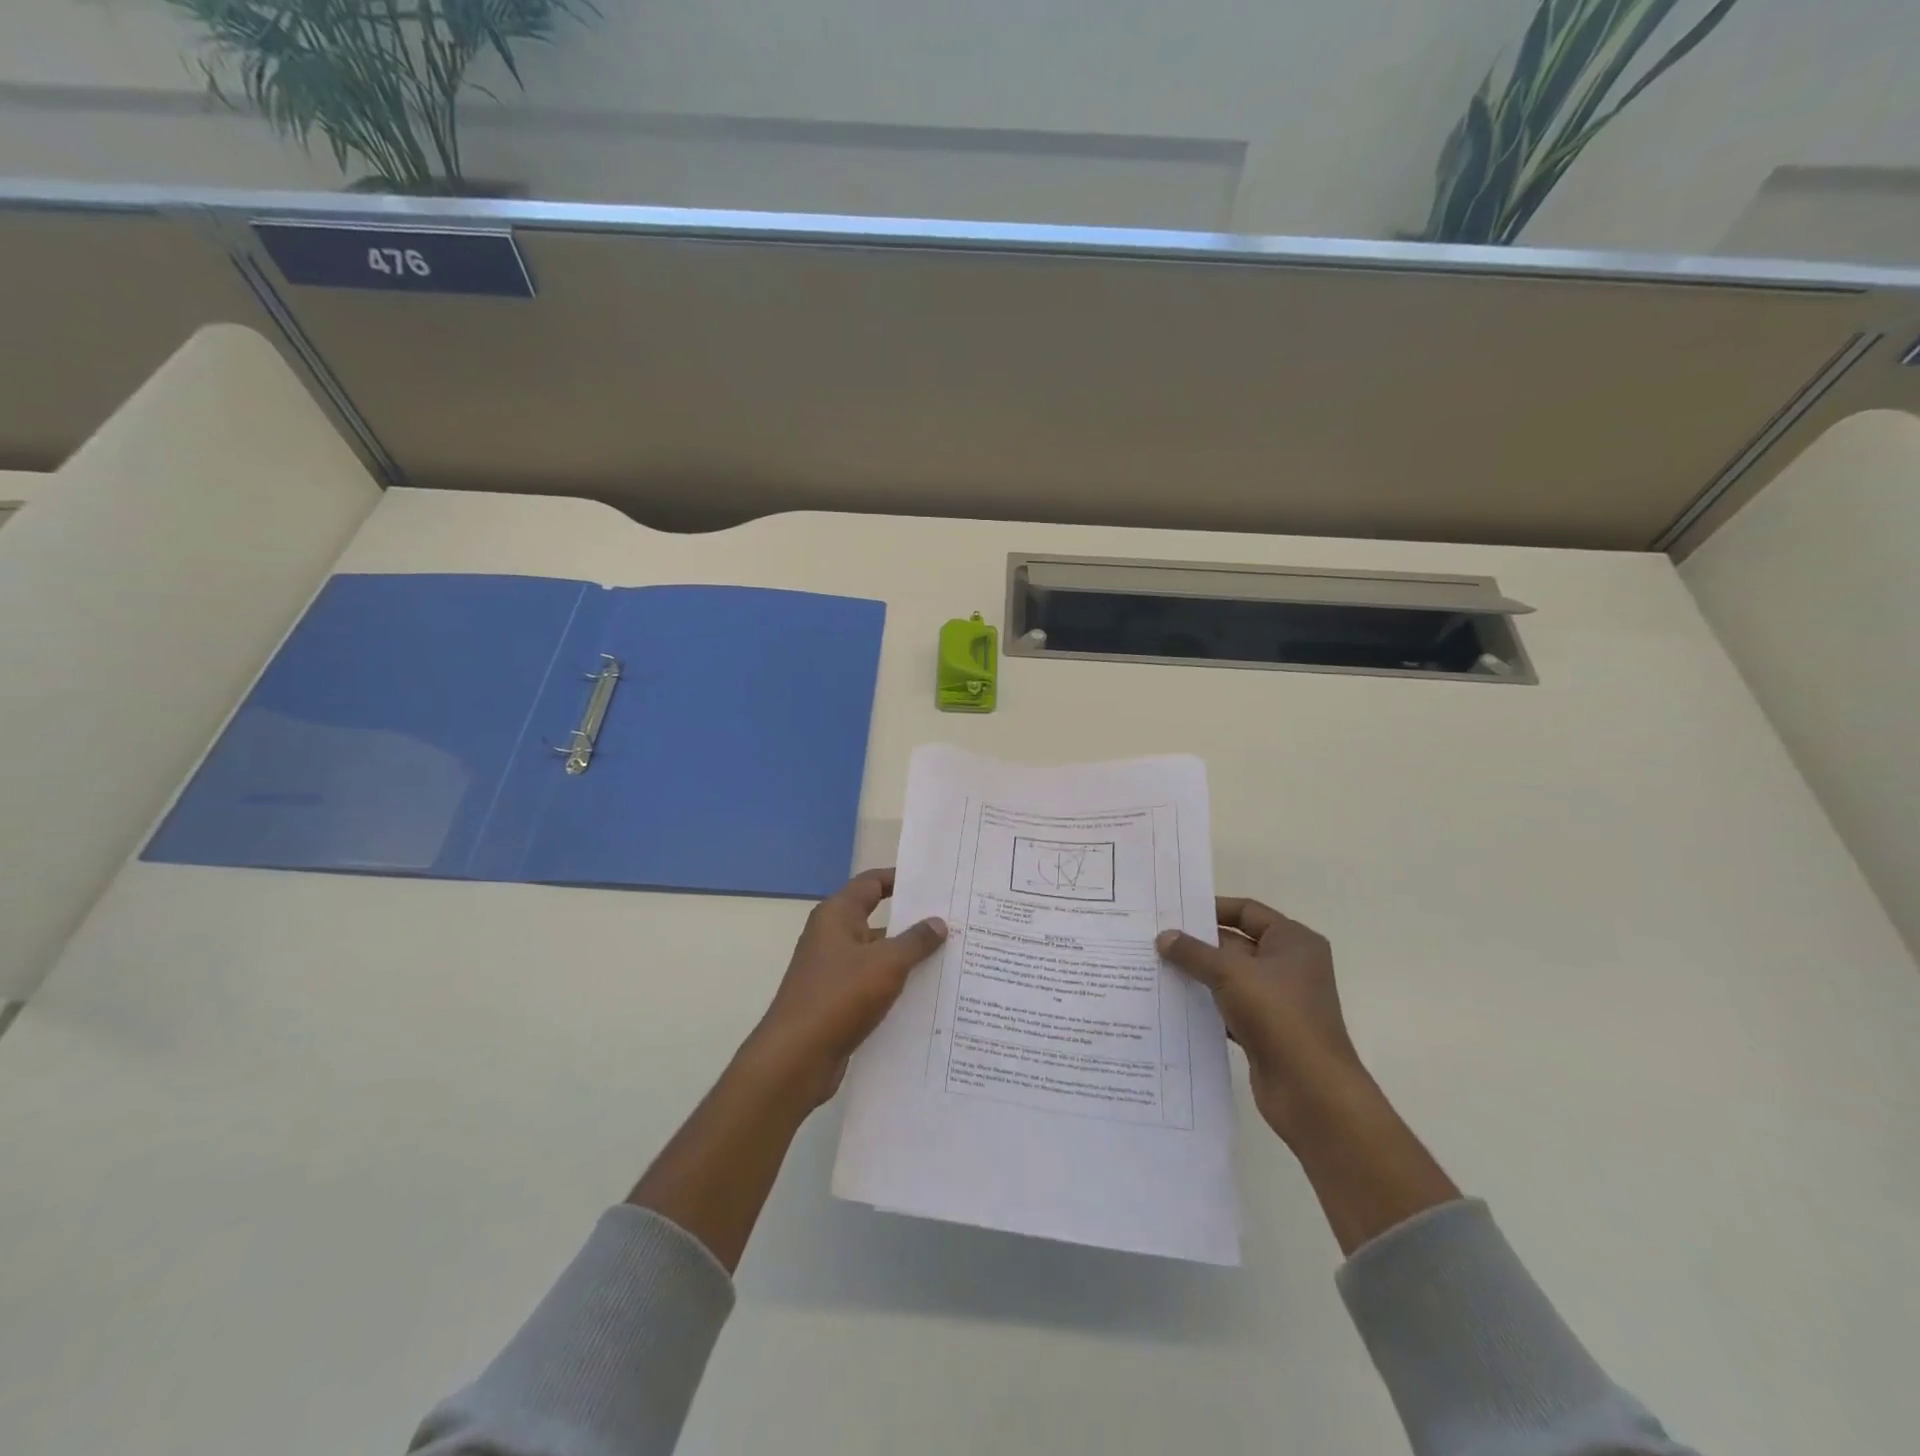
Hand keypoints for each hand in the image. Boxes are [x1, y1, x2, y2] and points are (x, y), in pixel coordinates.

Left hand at [744, 869, 947, 1107]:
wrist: (796, 1058)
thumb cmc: (839, 997)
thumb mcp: (886, 964)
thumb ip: (915, 941)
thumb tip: (938, 922)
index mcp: (837, 915)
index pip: (872, 883)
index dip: (901, 879)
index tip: (934, 883)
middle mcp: (832, 936)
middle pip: (877, 919)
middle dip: (912, 923)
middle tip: (953, 923)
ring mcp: (832, 970)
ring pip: (877, 955)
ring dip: (907, 958)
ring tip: (950, 960)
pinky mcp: (836, 1001)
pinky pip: (872, 984)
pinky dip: (895, 986)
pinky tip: (926, 996)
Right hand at [1157, 898, 1369, 1145]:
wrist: (1311, 1091)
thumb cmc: (1278, 1016)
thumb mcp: (1230, 974)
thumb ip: (1194, 952)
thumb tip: (1163, 937)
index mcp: (1293, 941)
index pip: (1247, 911)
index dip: (1212, 909)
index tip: (1175, 913)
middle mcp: (1289, 966)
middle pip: (1236, 944)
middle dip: (1198, 945)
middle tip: (1155, 941)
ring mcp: (1279, 1001)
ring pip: (1230, 978)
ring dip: (1198, 976)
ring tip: (1155, 969)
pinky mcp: (1266, 1031)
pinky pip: (1229, 1009)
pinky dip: (1205, 1006)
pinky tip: (1173, 1005)